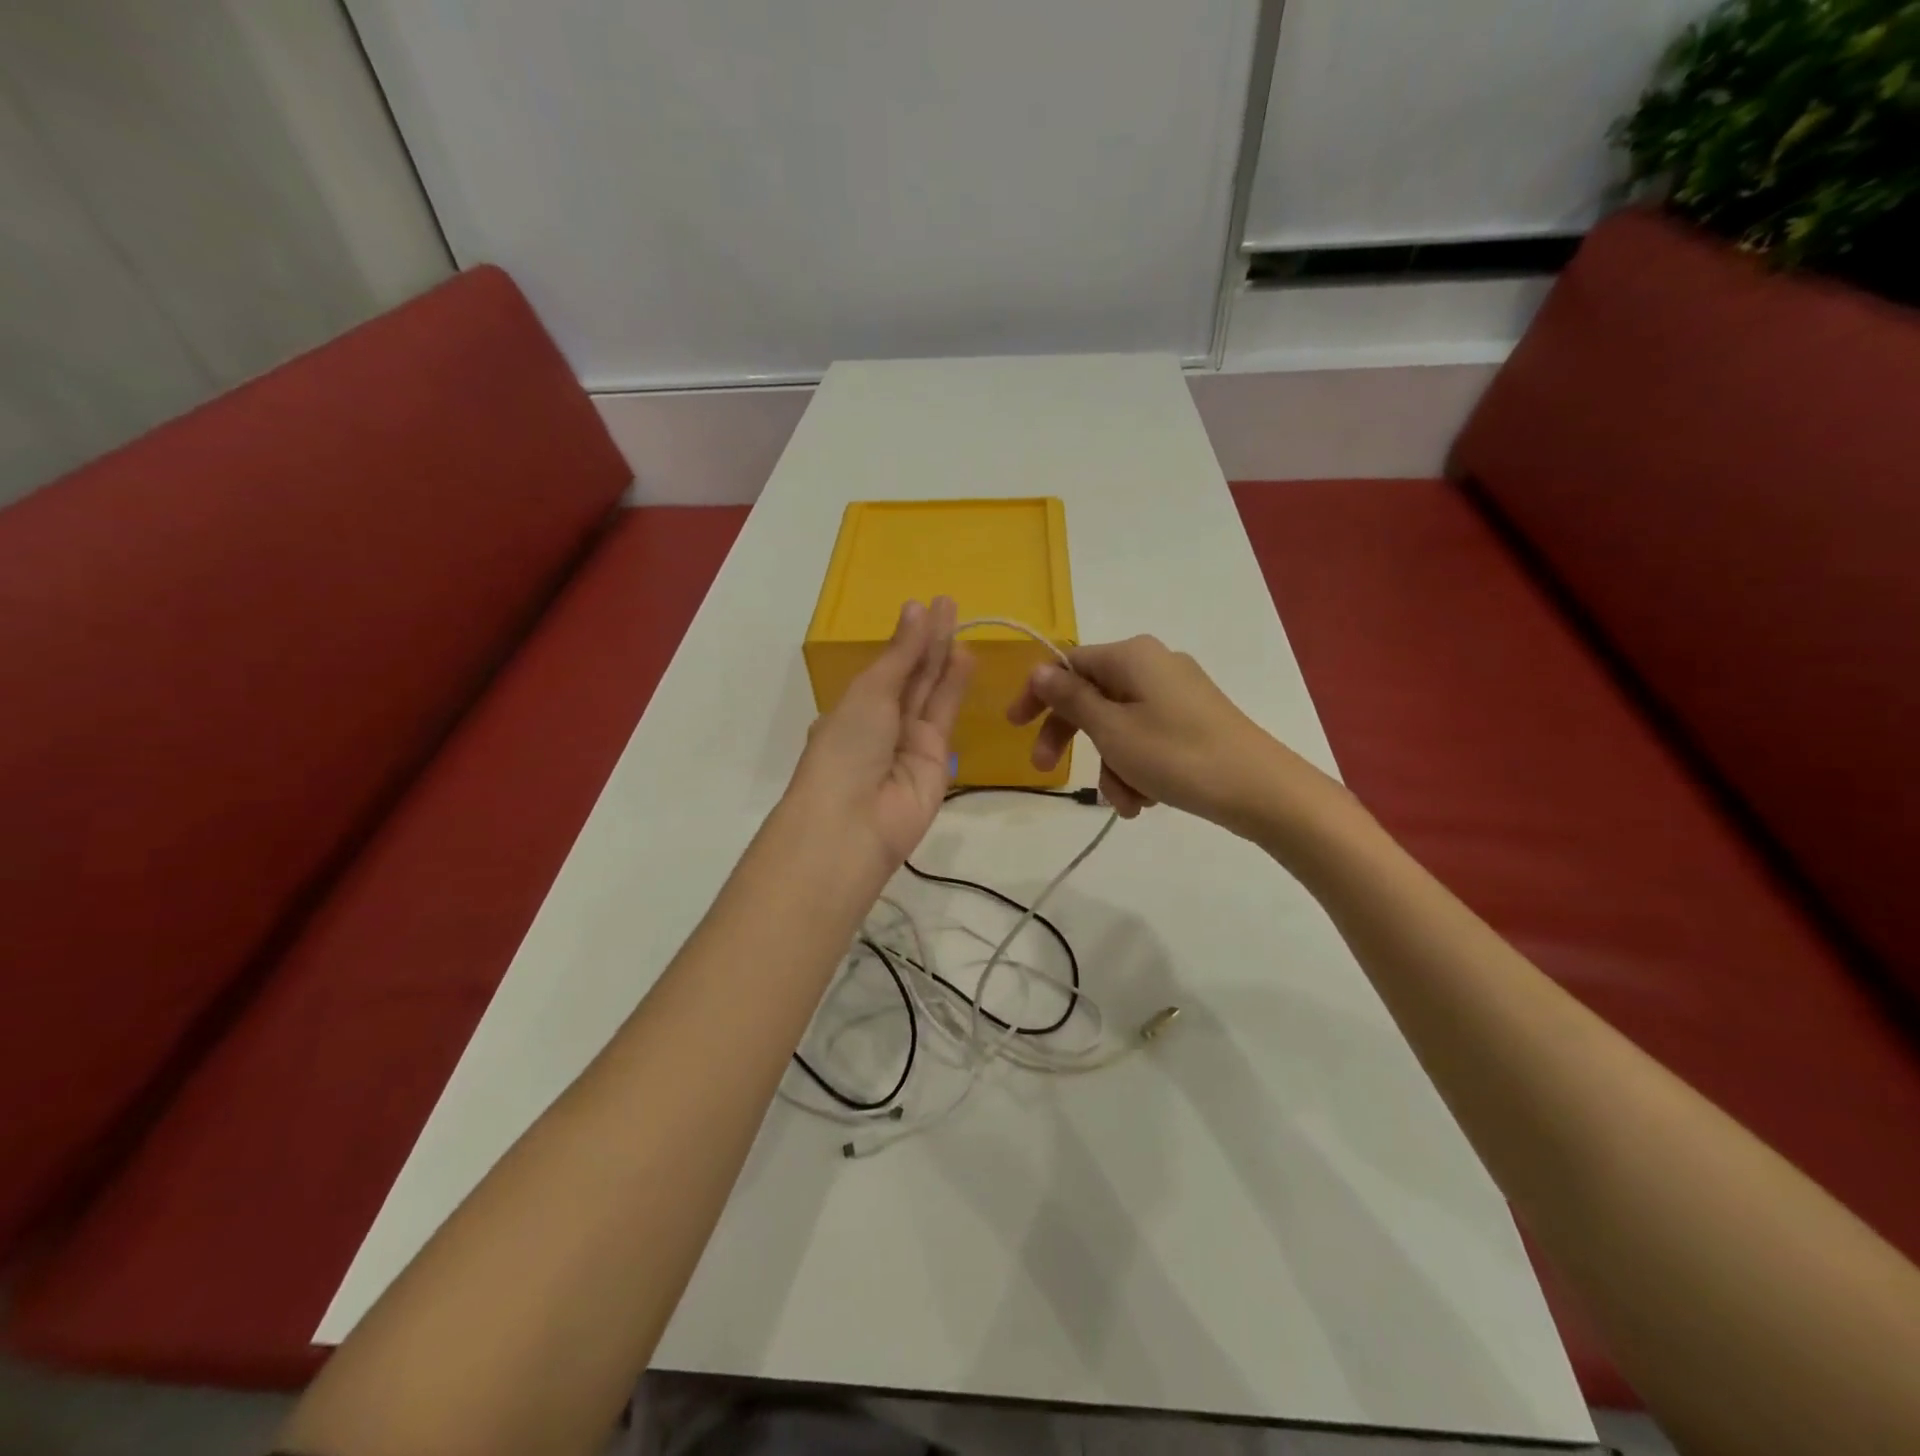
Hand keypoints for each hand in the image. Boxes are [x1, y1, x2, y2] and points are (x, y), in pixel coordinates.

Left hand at [788, 597, 973, 865]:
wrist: (853, 822)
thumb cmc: (846, 748)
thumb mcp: (870, 692)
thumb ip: (901, 655)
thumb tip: (916, 608)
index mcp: (853, 709)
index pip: (885, 667)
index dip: (906, 638)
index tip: (925, 605)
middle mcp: (881, 723)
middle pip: (910, 676)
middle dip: (929, 641)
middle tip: (950, 604)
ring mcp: (909, 742)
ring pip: (930, 693)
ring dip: (945, 659)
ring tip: (961, 621)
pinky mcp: (937, 759)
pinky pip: (945, 717)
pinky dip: (955, 687)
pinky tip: (966, 657)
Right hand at [1008, 635, 1329, 836]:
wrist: (1261, 790)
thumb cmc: (1177, 755)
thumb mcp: (1112, 730)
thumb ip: (1071, 698)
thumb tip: (1040, 669)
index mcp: (1132, 656)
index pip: (1067, 663)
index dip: (1037, 694)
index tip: (1015, 727)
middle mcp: (1153, 665)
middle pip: (1091, 696)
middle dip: (1072, 739)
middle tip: (1046, 772)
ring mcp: (1176, 693)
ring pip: (1118, 725)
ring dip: (1110, 766)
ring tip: (1126, 804)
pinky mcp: (1193, 720)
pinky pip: (1146, 738)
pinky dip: (1137, 768)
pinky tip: (1147, 801)